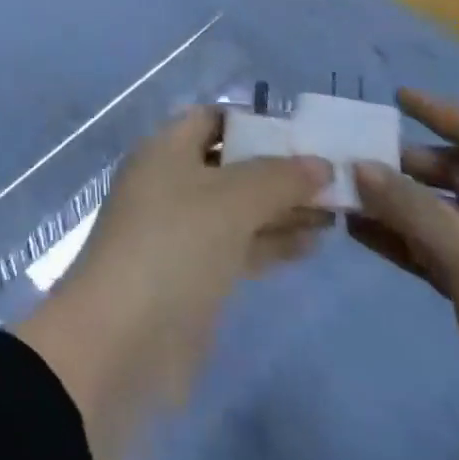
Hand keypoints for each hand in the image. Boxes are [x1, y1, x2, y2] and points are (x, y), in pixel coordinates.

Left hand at [15, 108, 330, 459]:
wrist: (121, 341)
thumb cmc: (174, 247)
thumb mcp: (231, 201)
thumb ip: (279, 178)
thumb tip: (320, 163)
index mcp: (165, 150)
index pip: (212, 118)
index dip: (256, 121)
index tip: (305, 134)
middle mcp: (170, 182)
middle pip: (230, 164)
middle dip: (278, 169)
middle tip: (335, 177)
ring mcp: (180, 231)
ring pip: (238, 208)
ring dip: (282, 208)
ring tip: (337, 211)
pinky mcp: (192, 275)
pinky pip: (238, 245)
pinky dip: (271, 242)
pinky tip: (312, 244)